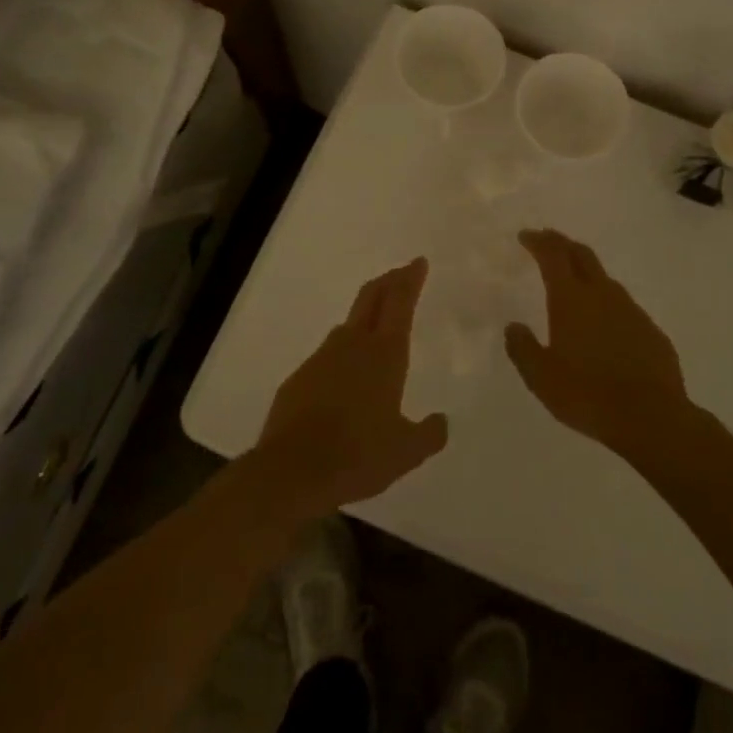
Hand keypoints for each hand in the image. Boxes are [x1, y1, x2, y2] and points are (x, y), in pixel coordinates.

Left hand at [254, 258, 448, 515]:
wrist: (291, 470)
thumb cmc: (358, 455)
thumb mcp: (406, 452)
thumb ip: (429, 434)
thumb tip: (441, 421)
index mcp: (385, 354)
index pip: (400, 302)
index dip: (410, 279)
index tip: (417, 262)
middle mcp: (353, 345)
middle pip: (371, 299)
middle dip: (388, 282)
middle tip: (400, 273)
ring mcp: (321, 359)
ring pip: (347, 326)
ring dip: (364, 317)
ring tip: (375, 326)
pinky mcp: (299, 378)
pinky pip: (327, 357)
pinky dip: (342, 355)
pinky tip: (344, 378)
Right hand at [505, 229, 691, 455]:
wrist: (651, 418)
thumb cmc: (587, 394)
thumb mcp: (541, 377)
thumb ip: (523, 348)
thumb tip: (513, 327)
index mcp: (571, 300)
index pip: (553, 256)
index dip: (539, 242)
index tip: (526, 236)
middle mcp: (603, 295)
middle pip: (582, 255)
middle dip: (563, 243)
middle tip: (548, 240)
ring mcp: (632, 311)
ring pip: (605, 279)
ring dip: (587, 273)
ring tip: (575, 283)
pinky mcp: (651, 331)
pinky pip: (624, 307)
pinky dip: (608, 304)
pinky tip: (605, 324)